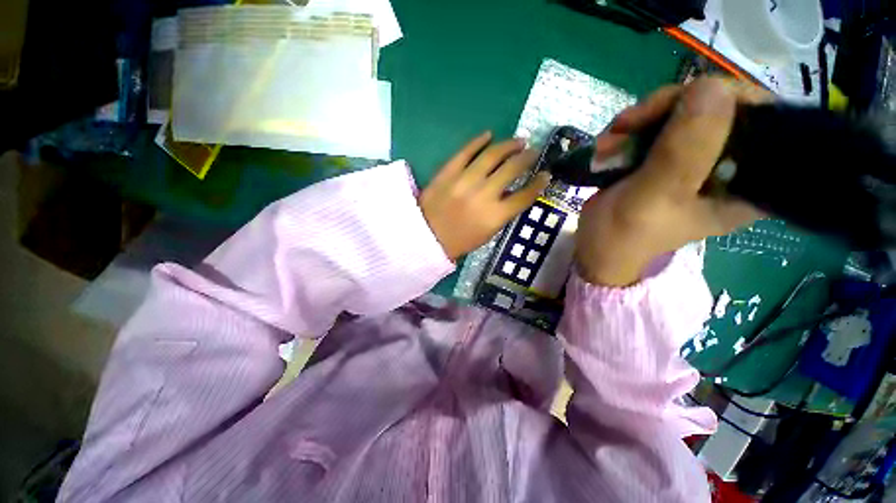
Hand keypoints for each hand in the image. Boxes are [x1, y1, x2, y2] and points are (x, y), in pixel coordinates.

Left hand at [420, 132, 551, 260]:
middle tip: (533, 152)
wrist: (426, 236)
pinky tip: (489, 135)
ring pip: (492, 155)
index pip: (525, 196)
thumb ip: (503, 213)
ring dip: (508, 145)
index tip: (546, 175)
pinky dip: (478, 141)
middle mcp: (483, 195)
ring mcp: (464, 181)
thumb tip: (514, 192)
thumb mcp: (487, 233)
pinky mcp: (448, 172)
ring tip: (518, 141)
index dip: (539, 183)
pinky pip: (465, 151)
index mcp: (495, 216)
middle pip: (512, 169)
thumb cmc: (459, 240)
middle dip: (527, 158)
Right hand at [576, 78, 768, 286]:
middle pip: (720, 106)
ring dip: (640, 120)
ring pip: (683, 110)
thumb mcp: (652, 198)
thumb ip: (682, 152)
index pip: (765, 119)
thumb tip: (712, 87)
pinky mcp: (667, 156)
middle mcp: (729, 166)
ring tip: (609, 141)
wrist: (594, 247)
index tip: (680, 105)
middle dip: (669, 109)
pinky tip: (608, 144)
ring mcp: (695, 158)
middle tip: (626, 125)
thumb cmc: (623, 234)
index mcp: (746, 184)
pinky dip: (630, 129)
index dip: (727, 99)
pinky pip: (658, 123)